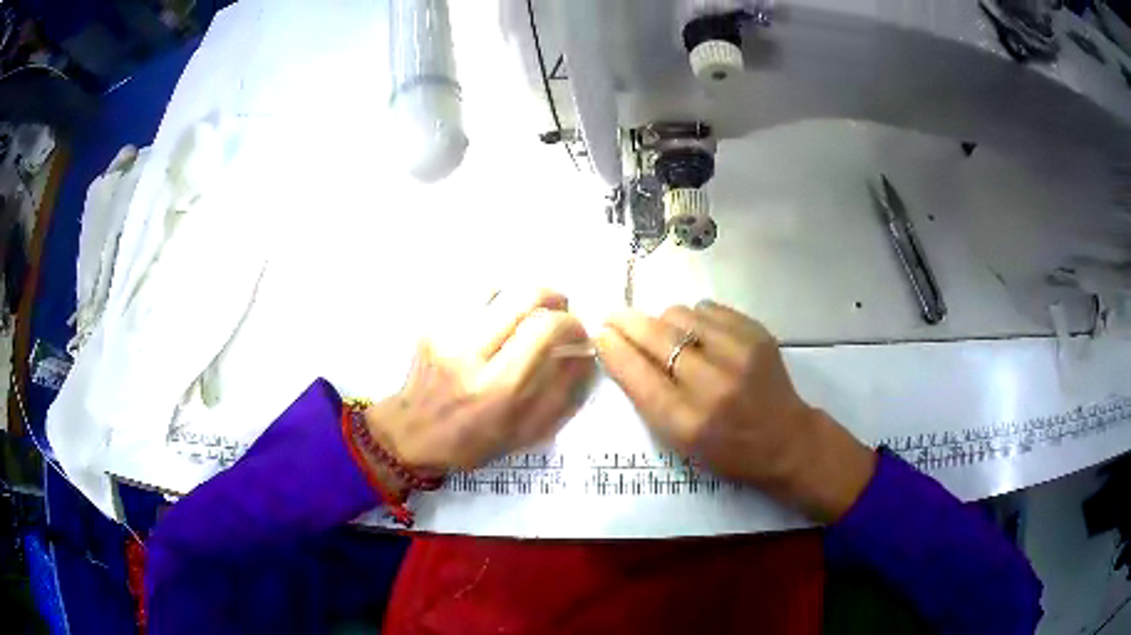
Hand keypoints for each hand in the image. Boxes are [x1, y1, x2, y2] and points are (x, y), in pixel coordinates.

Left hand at [365, 289, 595, 473]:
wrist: (410, 433)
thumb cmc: (472, 441)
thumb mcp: (525, 433)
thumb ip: (561, 394)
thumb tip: (584, 352)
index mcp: (496, 387)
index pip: (544, 329)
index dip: (571, 324)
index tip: (577, 335)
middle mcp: (470, 352)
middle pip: (524, 294)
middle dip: (553, 298)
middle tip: (559, 314)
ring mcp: (446, 331)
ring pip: (499, 286)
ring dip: (522, 298)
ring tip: (525, 318)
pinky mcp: (432, 322)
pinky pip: (474, 293)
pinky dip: (496, 299)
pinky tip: (497, 320)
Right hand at [595, 301, 875, 521]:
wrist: (786, 440)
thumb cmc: (727, 451)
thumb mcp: (680, 442)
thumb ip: (649, 398)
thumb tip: (620, 349)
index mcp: (688, 423)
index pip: (638, 375)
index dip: (613, 349)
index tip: (599, 334)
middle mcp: (713, 386)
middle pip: (656, 337)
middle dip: (627, 323)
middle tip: (614, 317)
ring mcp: (739, 355)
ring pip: (680, 314)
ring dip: (664, 321)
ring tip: (667, 334)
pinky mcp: (758, 334)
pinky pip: (708, 308)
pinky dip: (694, 318)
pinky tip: (699, 334)